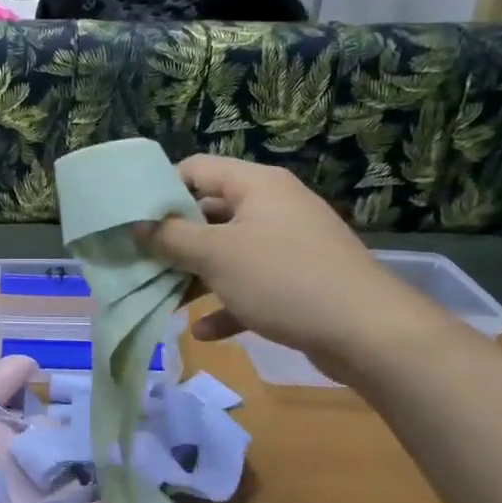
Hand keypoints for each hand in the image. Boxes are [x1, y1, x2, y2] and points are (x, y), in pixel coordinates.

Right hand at [143, 155, 446, 369]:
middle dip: (174, 239)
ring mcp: (288, 245)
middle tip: (139, 260)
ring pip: (228, 253)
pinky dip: (227, 304)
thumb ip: (171, 238)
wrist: (369, 333)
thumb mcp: (216, 255)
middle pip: (210, 213)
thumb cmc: (283, 279)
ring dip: (196, 276)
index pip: (197, 168)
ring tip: (162, 298)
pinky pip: (251, 287)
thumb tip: (138, 225)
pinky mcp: (298, 283)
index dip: (161, 188)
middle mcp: (273, 207)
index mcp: (256, 186)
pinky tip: (204, 331)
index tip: (132, 217)